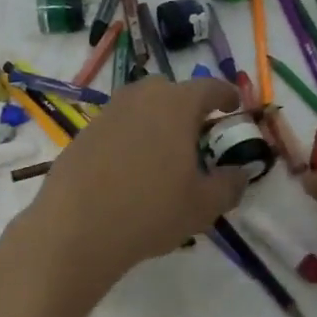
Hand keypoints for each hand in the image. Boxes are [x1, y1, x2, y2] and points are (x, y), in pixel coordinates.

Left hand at [10, 75, 249, 300]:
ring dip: (156, 119)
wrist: (75, 228)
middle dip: (187, 105)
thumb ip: (229, 185)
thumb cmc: (150, 211)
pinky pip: (116, 125)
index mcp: (177, 105)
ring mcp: (108, 113)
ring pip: (139, 105)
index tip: (234, 106)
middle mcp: (141, 98)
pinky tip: (131, 167)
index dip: (225, 95)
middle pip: (170, 90)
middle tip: (197, 132)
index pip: (209, 87)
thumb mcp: (203, 206)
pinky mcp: (84, 133)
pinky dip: (130, 136)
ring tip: (164, 150)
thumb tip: (240, 173)